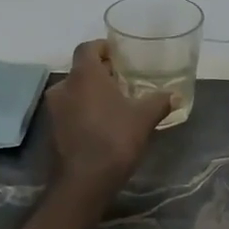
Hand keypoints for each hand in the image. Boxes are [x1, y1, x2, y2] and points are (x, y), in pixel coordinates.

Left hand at [44, 40, 174, 196]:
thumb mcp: (144, 118)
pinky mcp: (52, 130)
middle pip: (81, 70)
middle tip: (122, 80)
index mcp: (84, 75)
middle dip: (101, 73)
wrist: (84, 181)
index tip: (118, 54)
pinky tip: (102, 123)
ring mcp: (54, 109)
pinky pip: (70, 110)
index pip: (88, 47)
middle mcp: (63, 86)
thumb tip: (175, 95)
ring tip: (115, 103)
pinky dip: (83, 111)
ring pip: (74, 91)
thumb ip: (159, 102)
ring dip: (91, 94)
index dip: (103, 47)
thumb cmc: (114, 139)